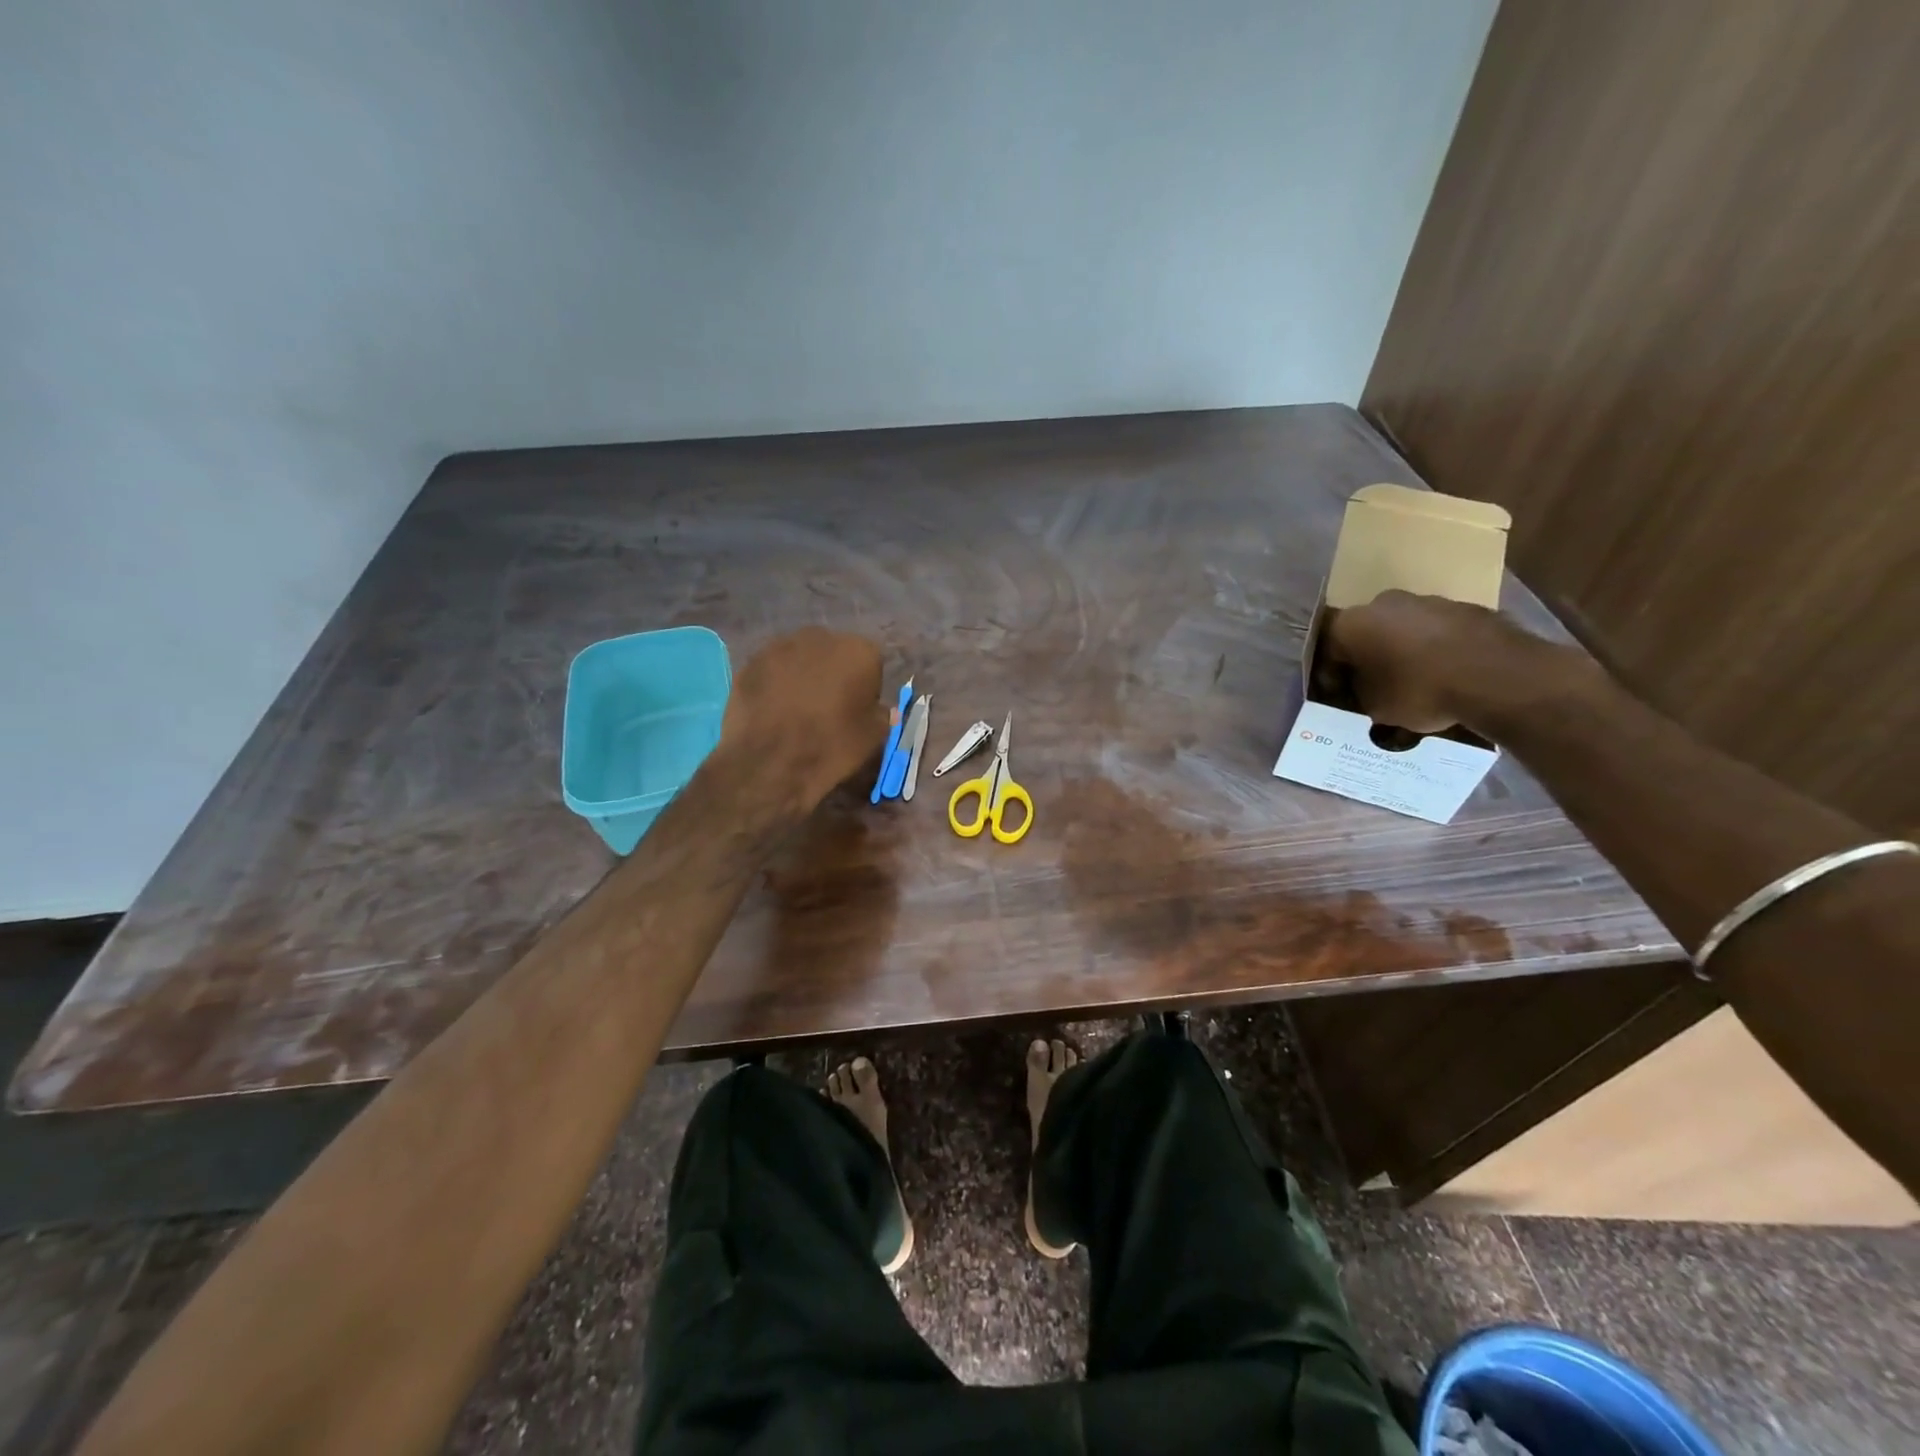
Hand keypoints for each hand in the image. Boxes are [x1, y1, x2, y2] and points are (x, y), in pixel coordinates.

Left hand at [717, 628, 889, 815]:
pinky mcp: (751, 661)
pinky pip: (772, 669)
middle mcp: (821, 637)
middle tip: (827, 706)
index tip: (858, 709)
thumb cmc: (832, 746)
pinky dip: (775, 683)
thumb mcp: (874, 737)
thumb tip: (879, 708)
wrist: (771, 762)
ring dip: (802, 675)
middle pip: (833, 652)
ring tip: (796, 708)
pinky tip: (772, 709)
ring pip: (800, 657)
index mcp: (859, 650)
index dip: (865, 687)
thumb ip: (881, 714)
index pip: (870, 663)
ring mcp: (781, 646)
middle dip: (832, 673)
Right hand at [1320, 591, 1559, 735]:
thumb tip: (1363, 689)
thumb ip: (1360, 692)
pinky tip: (1444, 675)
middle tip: (1373, 686)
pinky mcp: (1467, 608)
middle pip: (1367, 632)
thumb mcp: (1375, 707)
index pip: (1327, 649)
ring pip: (1403, 629)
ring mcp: (1429, 601)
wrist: (1499, 677)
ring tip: (1413, 683)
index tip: (1339, 697)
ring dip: (1403, 651)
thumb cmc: (1421, 691)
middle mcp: (1384, 603)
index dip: (1331, 676)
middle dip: (1368, 657)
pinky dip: (1435, 650)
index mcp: (1352, 623)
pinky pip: (1438, 632)